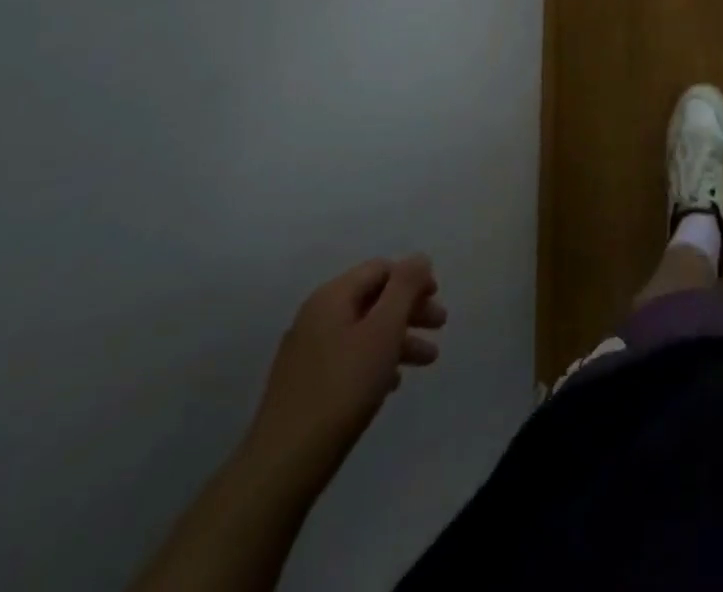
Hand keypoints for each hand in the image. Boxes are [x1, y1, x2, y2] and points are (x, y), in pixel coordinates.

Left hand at [243, 255, 445, 474]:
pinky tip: (392, 383)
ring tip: (428, 361)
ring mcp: (307, 351)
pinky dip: (376, 361)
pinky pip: (349, 357)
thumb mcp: (384, 330)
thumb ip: (405, 287)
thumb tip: (419, 258)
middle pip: (374, 298)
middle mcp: (316, 316)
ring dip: (399, 338)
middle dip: (410, 310)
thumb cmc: (343, 388)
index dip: (413, 278)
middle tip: (440, 327)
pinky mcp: (304, 383)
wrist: (283, 465)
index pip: (381, 269)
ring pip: (364, 331)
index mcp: (332, 297)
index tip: (437, 298)